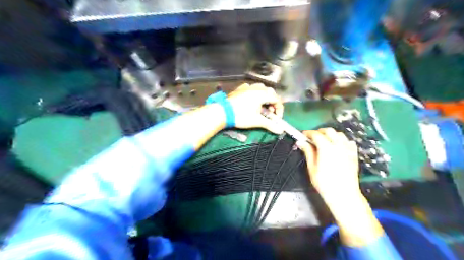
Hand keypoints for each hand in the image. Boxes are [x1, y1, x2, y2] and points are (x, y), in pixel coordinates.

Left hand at [226, 83, 284, 134]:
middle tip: (269, 112)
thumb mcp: (257, 121)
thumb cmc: (241, 116)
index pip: (276, 99)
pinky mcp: (239, 89)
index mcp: (262, 94)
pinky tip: (251, 99)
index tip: (276, 118)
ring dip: (264, 96)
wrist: (223, 112)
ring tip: (261, 106)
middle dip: (272, 102)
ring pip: (260, 88)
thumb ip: (270, 125)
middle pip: (270, 92)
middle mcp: (256, 88)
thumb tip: (280, 131)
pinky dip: (253, 93)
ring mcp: (246, 87)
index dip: (279, 109)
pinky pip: (250, 88)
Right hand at [297, 129, 362, 207]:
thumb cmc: (325, 183)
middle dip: (319, 132)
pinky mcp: (354, 154)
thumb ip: (308, 152)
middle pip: (329, 131)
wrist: (344, 195)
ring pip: (339, 134)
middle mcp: (338, 145)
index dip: (308, 133)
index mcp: (326, 148)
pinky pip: (348, 141)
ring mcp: (348, 149)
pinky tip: (337, 146)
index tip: (303, 135)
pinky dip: (341, 140)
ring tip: (324, 141)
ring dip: (330, 134)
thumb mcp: (312, 168)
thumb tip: (301, 142)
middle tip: (312, 138)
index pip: (316, 134)